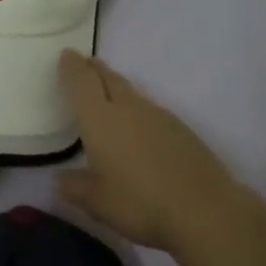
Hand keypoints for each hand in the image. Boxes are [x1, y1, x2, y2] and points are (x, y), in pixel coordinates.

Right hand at [56, 52, 239, 253]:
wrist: (205, 211)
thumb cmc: (140, 203)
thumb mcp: (96, 202)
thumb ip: (74, 187)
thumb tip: (60, 179)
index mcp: (101, 120)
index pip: (82, 83)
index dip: (72, 68)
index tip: (67, 55)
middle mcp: (129, 109)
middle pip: (110, 79)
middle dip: (95, 69)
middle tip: (85, 63)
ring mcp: (159, 116)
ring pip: (132, 93)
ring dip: (116, 87)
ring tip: (107, 91)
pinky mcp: (182, 129)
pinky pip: (151, 110)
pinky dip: (137, 109)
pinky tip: (138, 126)